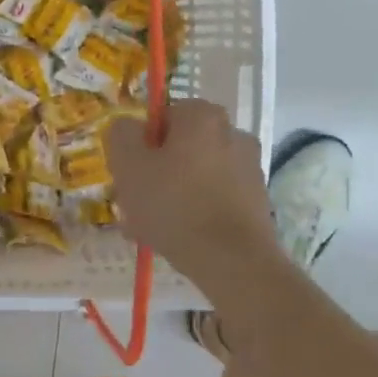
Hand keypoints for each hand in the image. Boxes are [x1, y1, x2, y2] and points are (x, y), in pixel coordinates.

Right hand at [105, 100, 276, 281]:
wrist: (232, 260)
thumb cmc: (174, 205)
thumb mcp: (128, 165)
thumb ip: (121, 135)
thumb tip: (127, 128)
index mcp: (203, 116)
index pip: (160, 118)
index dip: (139, 146)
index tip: (128, 175)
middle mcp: (232, 132)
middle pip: (178, 148)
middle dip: (154, 174)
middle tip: (134, 206)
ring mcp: (249, 167)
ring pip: (194, 176)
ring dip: (171, 196)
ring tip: (151, 229)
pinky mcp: (256, 199)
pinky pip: (213, 198)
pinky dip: (195, 212)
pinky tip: (178, 238)